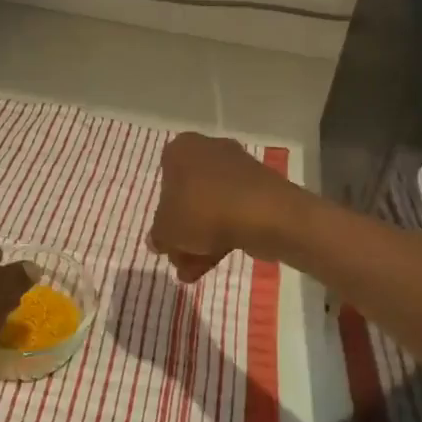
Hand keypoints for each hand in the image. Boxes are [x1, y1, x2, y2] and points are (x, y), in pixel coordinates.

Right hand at [149, 133, 306, 282]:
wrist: (264, 213)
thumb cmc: (202, 211)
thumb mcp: (166, 229)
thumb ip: (158, 235)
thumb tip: (158, 240)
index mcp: (181, 149)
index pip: (164, 178)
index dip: (163, 212)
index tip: (166, 236)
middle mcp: (209, 150)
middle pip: (189, 196)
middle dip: (183, 232)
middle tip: (179, 259)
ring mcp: (238, 169)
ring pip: (211, 207)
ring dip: (200, 240)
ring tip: (193, 273)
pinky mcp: (259, 189)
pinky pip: (233, 212)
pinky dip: (223, 235)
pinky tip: (213, 263)